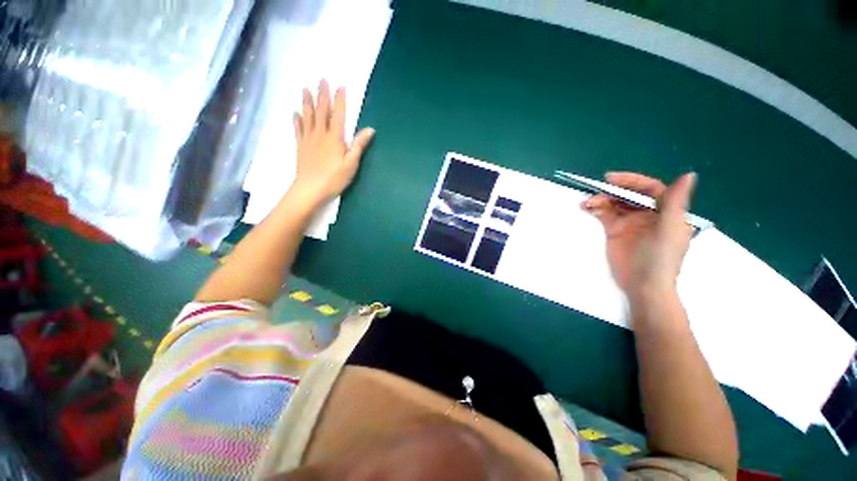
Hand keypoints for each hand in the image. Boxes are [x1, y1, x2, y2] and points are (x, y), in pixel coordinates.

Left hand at [291, 80, 375, 205]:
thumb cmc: (334, 178)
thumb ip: (359, 145)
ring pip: (307, 116)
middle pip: (321, 111)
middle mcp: (320, 134)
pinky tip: (296, 113)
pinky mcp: (301, 146)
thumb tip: (370, 129)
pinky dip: (297, 120)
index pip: (338, 115)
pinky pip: (298, 129)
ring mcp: (308, 139)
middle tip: (321, 78)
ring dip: (307, 101)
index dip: (340, 100)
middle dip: (322, 94)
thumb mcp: (351, 164)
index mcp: (334, 138)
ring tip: (305, 88)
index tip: (340, 86)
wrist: (311, 189)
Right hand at [581, 172, 696, 298]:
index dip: (632, 181)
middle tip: (596, 191)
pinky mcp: (614, 232)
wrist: (643, 285)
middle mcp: (647, 215)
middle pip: (629, 195)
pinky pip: (604, 215)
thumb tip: (689, 174)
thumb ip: (675, 203)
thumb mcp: (670, 230)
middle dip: (613, 191)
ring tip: (587, 203)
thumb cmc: (661, 259)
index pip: (650, 189)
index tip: (611, 179)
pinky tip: (587, 208)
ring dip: (600, 200)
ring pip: (614, 204)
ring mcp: (630, 223)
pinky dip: (595, 210)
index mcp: (665, 212)